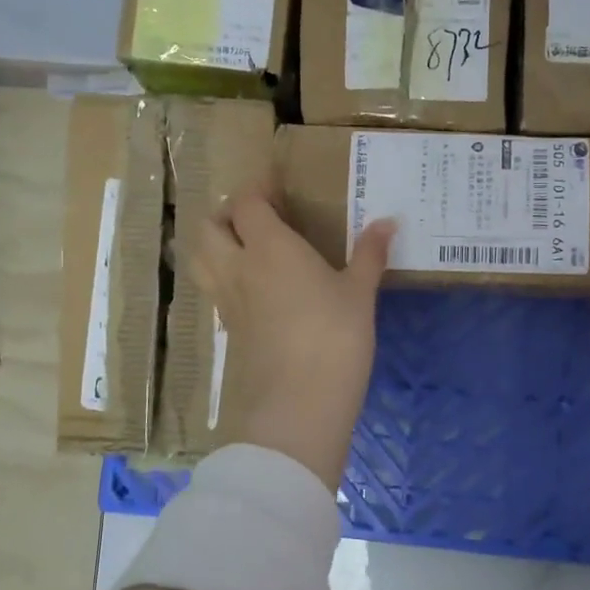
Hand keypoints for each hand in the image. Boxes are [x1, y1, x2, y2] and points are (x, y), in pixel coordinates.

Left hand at [191, 187, 393, 489]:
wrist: (299, 404)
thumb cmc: (335, 337)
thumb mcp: (360, 293)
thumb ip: (369, 254)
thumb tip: (388, 221)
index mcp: (269, 247)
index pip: (246, 203)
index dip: (257, 189)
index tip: (276, 186)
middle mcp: (238, 267)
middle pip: (209, 227)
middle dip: (226, 213)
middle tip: (256, 216)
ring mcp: (228, 301)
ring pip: (201, 259)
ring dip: (214, 243)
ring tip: (245, 247)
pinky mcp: (229, 331)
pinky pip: (215, 290)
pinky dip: (224, 276)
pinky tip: (254, 288)